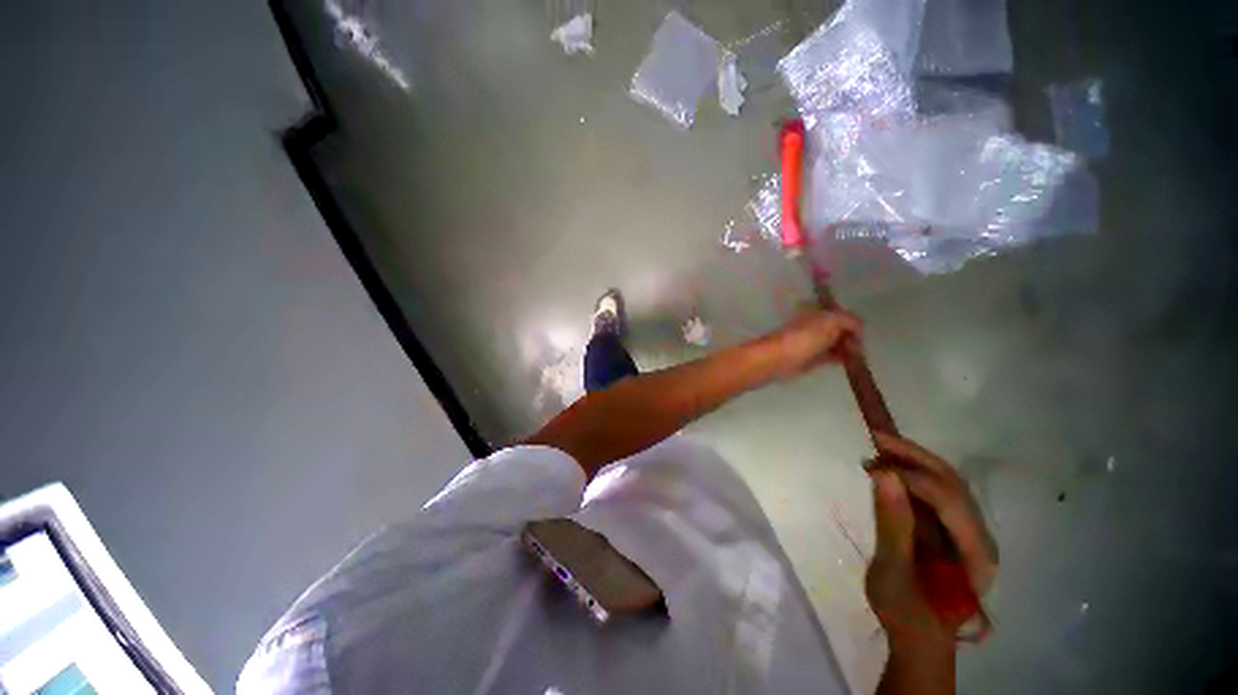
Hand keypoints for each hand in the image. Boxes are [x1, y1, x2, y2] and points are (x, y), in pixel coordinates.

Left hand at [763, 308, 861, 378]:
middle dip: (851, 336)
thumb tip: (859, 327)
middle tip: (859, 347)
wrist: (780, 359)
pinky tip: (850, 362)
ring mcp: (812, 343)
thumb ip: (849, 320)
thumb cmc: (805, 337)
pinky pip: (831, 356)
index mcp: (817, 313)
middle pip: (839, 329)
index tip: (860, 333)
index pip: (840, 314)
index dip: (852, 322)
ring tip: (858, 356)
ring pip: (836, 343)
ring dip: (848, 348)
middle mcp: (815, 326)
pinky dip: (841, 358)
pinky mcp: (811, 359)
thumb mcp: (831, 322)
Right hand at [865, 433, 998, 649]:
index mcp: (975, 552)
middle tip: (875, 436)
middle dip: (914, 455)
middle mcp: (980, 535)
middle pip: (952, 482)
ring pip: (946, 482)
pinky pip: (934, 491)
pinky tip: (887, 467)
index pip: (948, 499)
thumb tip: (884, 475)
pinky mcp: (950, 529)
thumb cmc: (905, 611)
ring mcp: (967, 531)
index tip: (872, 463)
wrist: (918, 635)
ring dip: (912, 460)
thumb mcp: (893, 572)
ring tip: (877, 447)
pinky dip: (910, 473)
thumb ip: (892, 524)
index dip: (912, 476)